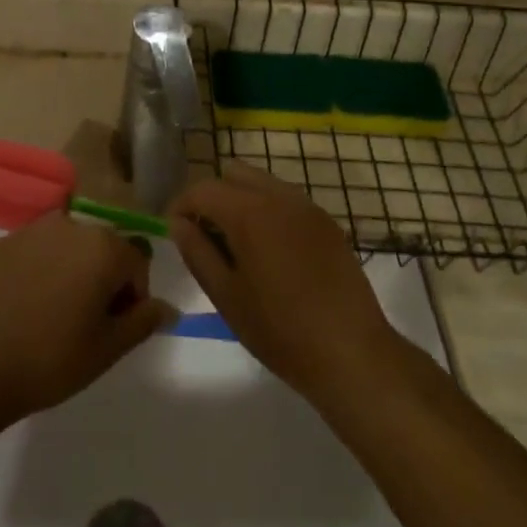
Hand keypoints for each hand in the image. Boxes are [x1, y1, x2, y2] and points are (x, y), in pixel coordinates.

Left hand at [0, 215, 174, 423]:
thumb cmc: (50, 358)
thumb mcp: (107, 348)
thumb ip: (143, 321)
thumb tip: (170, 308)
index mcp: (102, 247)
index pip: (137, 263)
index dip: (132, 298)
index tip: (114, 330)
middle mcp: (70, 225)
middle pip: (102, 250)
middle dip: (102, 281)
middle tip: (86, 326)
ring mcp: (31, 230)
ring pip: (67, 248)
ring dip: (71, 273)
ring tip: (53, 316)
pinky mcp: (1, 242)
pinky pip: (35, 252)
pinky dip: (39, 272)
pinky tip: (24, 308)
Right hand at [170, 163, 395, 400]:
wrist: (352, 353)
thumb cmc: (280, 330)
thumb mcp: (226, 296)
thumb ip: (197, 252)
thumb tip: (178, 224)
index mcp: (250, 212)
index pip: (203, 189)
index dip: (182, 205)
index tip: (174, 230)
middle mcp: (279, 197)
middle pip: (234, 173)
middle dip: (212, 195)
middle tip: (205, 234)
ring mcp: (307, 207)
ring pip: (262, 182)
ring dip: (241, 200)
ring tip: (236, 243)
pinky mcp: (327, 222)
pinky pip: (286, 199)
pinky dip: (267, 210)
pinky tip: (270, 251)